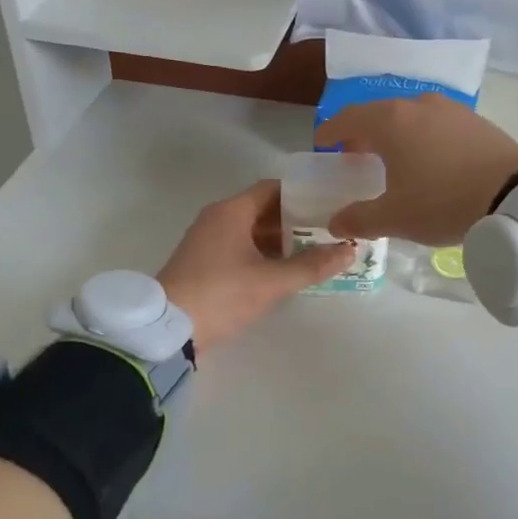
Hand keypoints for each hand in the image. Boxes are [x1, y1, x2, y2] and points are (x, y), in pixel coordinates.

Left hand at [157, 181, 353, 349]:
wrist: (167, 330)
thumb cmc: (221, 295)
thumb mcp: (271, 282)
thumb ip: (312, 265)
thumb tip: (350, 251)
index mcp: (231, 211)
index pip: (273, 188)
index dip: (302, 194)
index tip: (330, 203)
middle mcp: (218, 218)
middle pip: (264, 209)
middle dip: (296, 219)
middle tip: (330, 229)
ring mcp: (208, 241)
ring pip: (252, 230)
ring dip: (281, 239)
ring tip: (316, 250)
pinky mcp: (204, 262)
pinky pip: (241, 247)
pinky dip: (264, 253)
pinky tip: (286, 270)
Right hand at [314, 93, 517, 244]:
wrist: (516, 195)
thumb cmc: (444, 201)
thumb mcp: (396, 217)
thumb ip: (360, 218)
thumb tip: (334, 222)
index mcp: (391, 121)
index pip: (349, 118)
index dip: (331, 131)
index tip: (322, 144)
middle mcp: (418, 105)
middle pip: (379, 113)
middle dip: (362, 132)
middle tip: (355, 154)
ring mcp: (451, 109)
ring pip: (410, 115)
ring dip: (395, 132)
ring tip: (393, 157)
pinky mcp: (476, 121)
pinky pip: (437, 123)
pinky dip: (423, 136)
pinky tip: (430, 158)